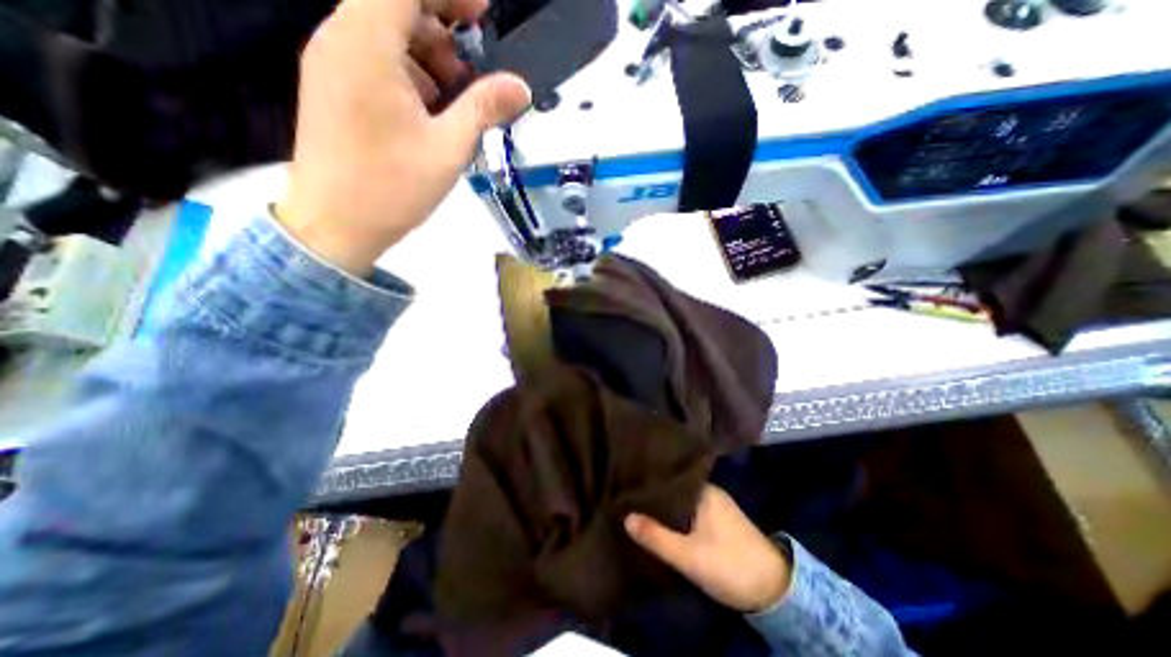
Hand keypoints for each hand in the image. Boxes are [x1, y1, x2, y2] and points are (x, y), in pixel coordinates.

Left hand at [276, 0, 530, 274]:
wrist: (335, 225)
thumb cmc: (392, 187)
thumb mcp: (448, 148)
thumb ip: (484, 108)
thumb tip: (521, 88)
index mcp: (366, 44)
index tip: (482, 19)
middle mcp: (339, 39)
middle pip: (394, 6)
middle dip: (442, 32)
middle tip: (473, 77)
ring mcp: (331, 63)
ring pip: (385, 34)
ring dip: (428, 59)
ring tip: (454, 105)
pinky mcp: (332, 88)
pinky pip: (374, 60)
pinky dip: (408, 76)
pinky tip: (429, 116)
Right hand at [621, 481, 794, 614]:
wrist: (777, 592)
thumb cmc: (730, 565)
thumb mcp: (689, 555)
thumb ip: (657, 537)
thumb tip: (625, 517)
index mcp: (703, 490)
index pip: (668, 478)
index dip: (648, 481)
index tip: (626, 482)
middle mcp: (709, 492)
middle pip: (674, 490)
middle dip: (653, 495)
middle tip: (625, 496)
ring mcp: (715, 507)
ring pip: (681, 502)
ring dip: (664, 508)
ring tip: (636, 507)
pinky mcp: (718, 523)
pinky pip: (689, 513)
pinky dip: (675, 517)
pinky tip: (660, 522)